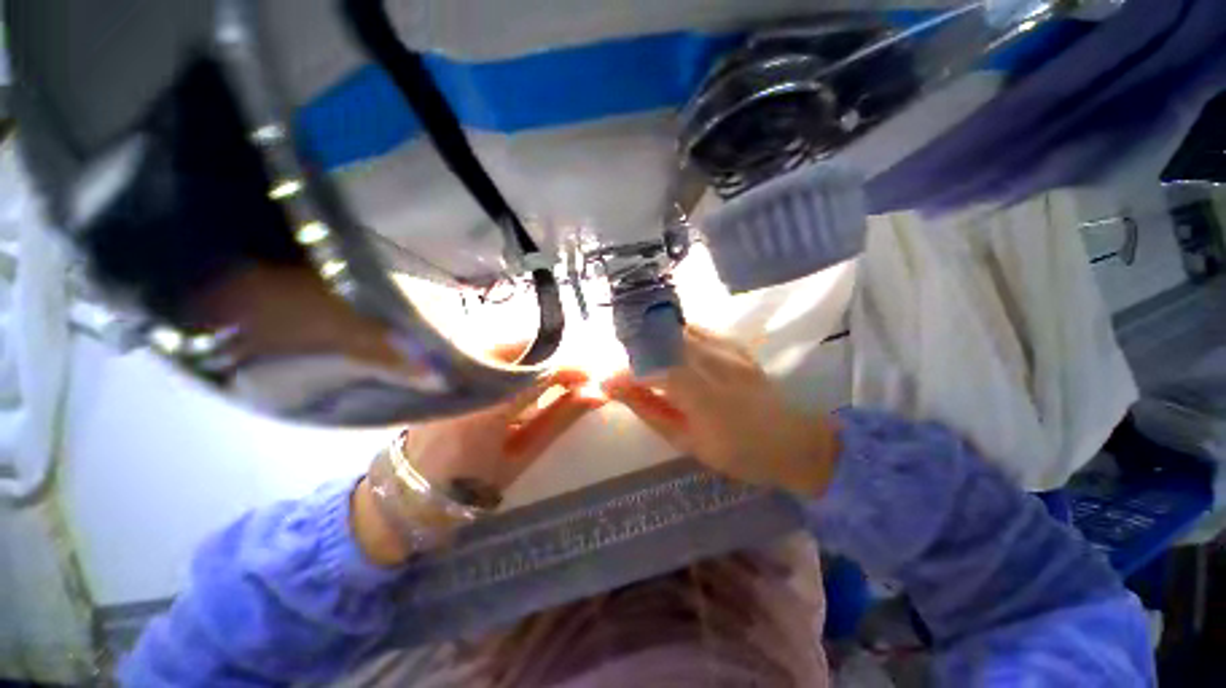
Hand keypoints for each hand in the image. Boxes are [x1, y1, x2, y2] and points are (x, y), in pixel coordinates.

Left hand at [354, 366, 602, 565]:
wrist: (413, 488)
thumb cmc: (473, 482)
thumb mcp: (524, 454)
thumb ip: (561, 417)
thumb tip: (597, 393)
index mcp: (485, 407)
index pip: (539, 372)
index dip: (571, 368)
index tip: (594, 375)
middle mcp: (467, 377)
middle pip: (524, 347)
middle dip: (556, 357)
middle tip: (577, 375)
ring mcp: (454, 368)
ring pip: (509, 344)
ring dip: (539, 355)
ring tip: (558, 375)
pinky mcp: (450, 366)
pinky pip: (495, 350)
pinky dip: (520, 358)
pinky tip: (530, 374)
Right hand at [604, 327, 838, 495]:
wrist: (792, 441)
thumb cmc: (738, 453)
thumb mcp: (687, 442)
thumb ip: (650, 411)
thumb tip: (619, 391)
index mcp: (702, 395)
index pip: (652, 369)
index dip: (623, 373)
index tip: (606, 383)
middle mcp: (714, 362)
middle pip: (661, 339)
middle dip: (633, 349)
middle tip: (621, 366)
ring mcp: (727, 349)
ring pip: (676, 329)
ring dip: (653, 340)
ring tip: (642, 357)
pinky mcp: (735, 345)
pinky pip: (696, 330)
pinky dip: (674, 337)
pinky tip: (670, 350)